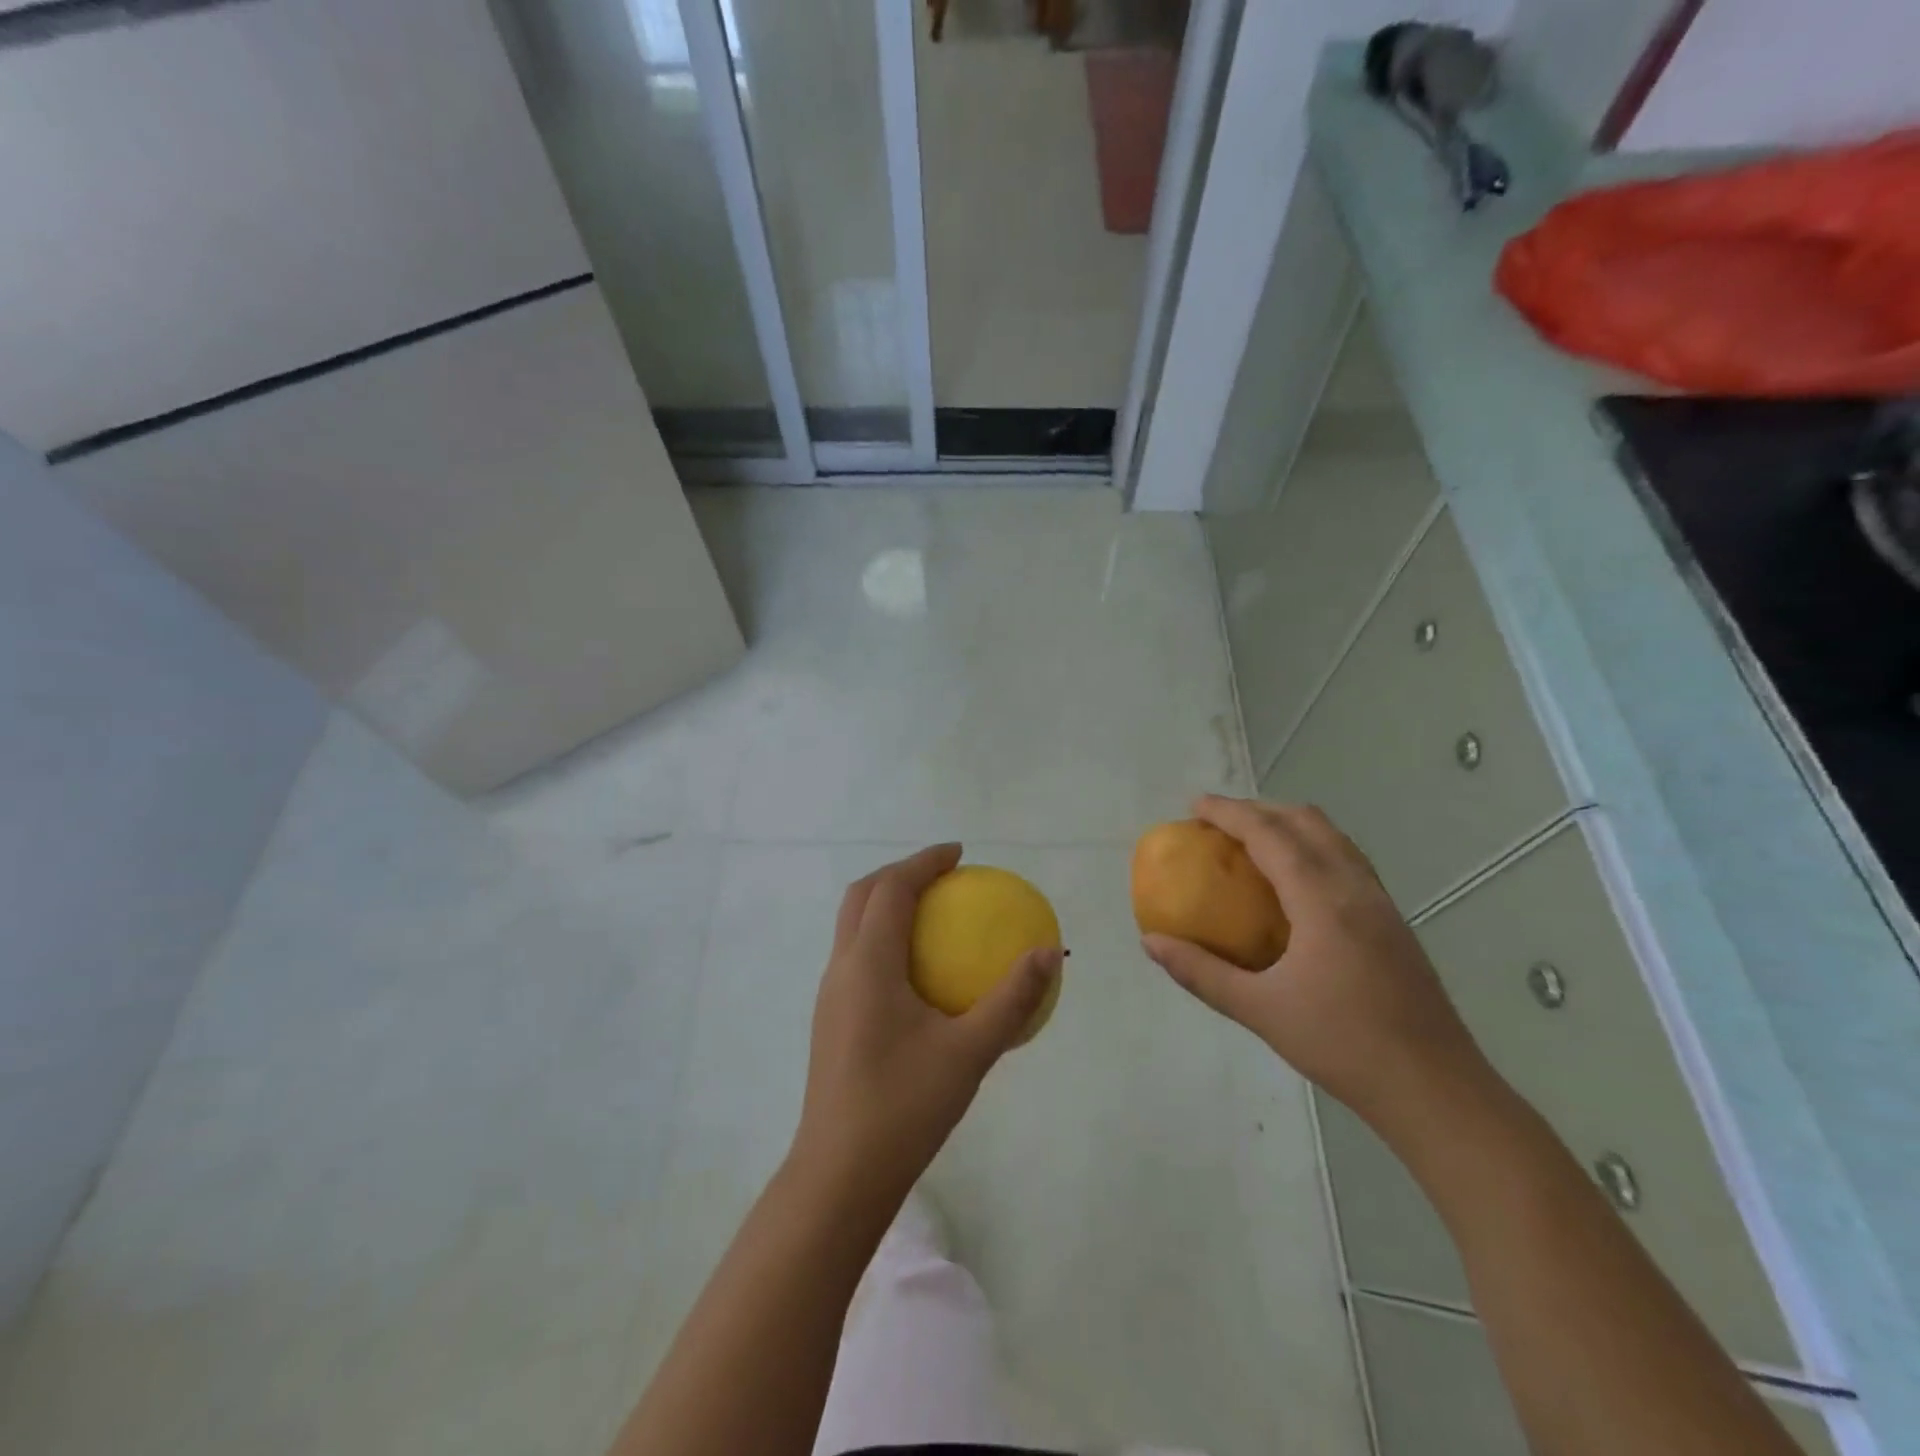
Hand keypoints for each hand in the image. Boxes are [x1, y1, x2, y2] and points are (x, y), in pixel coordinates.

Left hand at [793, 844, 1062, 1202]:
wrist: (840, 1174)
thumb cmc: (905, 1106)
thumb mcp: (970, 1052)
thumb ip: (1012, 1000)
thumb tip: (1046, 952)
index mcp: (868, 963)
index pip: (891, 888)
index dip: (923, 862)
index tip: (958, 855)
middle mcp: (842, 968)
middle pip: (861, 896)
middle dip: (899, 874)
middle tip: (943, 877)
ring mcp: (830, 995)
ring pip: (852, 925)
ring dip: (886, 904)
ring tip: (931, 914)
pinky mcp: (831, 1019)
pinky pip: (856, 955)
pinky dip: (883, 938)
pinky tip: (918, 972)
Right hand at [1142, 797, 1491, 1137]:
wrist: (1436, 1089)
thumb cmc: (1343, 1046)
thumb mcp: (1260, 1011)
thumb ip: (1201, 973)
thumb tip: (1151, 943)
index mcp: (1322, 901)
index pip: (1270, 834)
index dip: (1229, 813)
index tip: (1194, 806)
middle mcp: (1356, 888)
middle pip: (1307, 821)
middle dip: (1260, 809)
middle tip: (1219, 823)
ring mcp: (1381, 902)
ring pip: (1333, 837)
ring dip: (1289, 824)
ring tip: (1252, 842)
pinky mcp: (1393, 921)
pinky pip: (1347, 860)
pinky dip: (1312, 848)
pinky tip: (1294, 883)